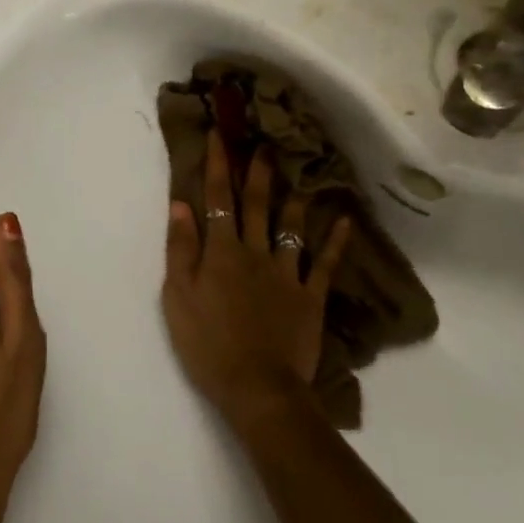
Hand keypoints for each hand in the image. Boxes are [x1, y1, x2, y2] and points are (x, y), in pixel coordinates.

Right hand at [162, 130, 350, 428]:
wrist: (257, 387)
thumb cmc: (208, 343)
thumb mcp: (178, 296)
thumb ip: (181, 248)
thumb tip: (182, 205)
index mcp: (221, 252)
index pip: (217, 199)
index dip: (217, 165)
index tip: (218, 134)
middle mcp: (255, 253)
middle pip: (256, 205)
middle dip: (257, 172)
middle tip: (264, 144)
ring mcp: (286, 274)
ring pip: (290, 228)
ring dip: (292, 199)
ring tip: (298, 176)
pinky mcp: (310, 297)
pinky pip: (324, 264)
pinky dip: (336, 242)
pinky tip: (345, 222)